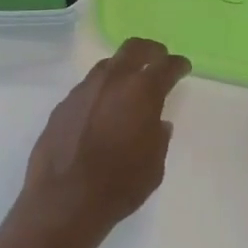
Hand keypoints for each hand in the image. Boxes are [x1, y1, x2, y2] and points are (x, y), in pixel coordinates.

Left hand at [16, 39, 189, 245]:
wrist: (64, 198)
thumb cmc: (120, 184)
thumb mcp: (154, 165)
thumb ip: (159, 137)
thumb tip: (158, 122)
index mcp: (141, 92)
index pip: (166, 66)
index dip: (177, 64)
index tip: (182, 66)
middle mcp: (112, 80)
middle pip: (134, 48)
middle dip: (150, 50)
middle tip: (159, 57)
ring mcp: (84, 89)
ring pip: (107, 65)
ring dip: (122, 69)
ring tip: (129, 84)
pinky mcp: (64, 103)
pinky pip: (88, 87)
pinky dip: (101, 91)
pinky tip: (102, 109)